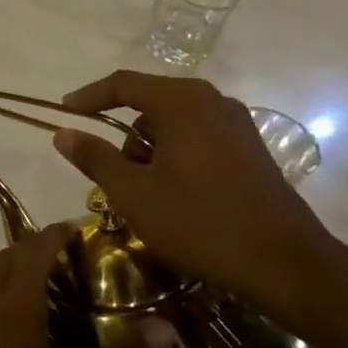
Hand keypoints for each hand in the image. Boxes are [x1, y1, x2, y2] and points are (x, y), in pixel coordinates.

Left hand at [0, 225, 174, 347]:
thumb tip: (165, 327)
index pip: (36, 249)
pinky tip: (17, 326)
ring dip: (13, 270)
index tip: (77, 229)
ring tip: (45, 287)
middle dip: (34, 247)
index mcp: (17, 304)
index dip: (56, 234)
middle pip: (8, 257)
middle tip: (67, 258)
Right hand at [51, 70, 347, 328]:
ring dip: (150, 149)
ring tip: (146, 194)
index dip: (89, 96)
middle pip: (150, 102)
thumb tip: (63, 133)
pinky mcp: (250, 147)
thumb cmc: (200, 223)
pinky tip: (176, 194)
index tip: (64, 112)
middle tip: (112, 174)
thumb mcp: (134, 193)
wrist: (284, 263)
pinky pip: (197, 137)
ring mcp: (236, 124)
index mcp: (182, 103)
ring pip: (174, 123)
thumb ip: (95, 158)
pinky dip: (175, 155)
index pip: (124, 84)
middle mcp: (212, 101)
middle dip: (123, 135)